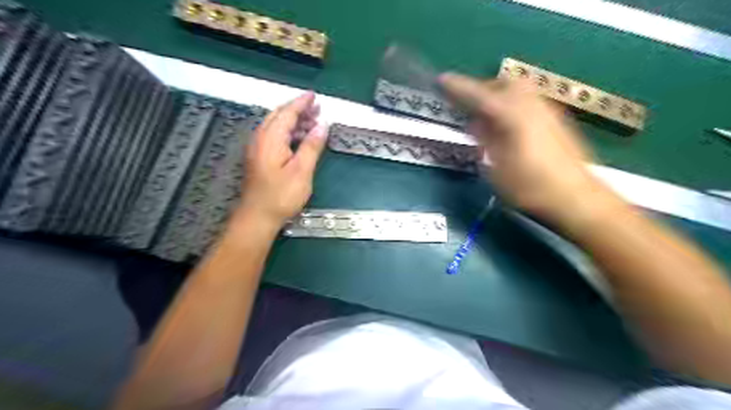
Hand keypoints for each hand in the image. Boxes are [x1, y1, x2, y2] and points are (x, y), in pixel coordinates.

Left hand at [235, 92, 326, 229]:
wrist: (258, 217)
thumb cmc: (281, 196)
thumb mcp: (302, 171)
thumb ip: (312, 146)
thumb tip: (323, 125)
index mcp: (271, 139)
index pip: (287, 113)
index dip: (301, 103)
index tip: (314, 96)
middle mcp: (260, 138)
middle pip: (279, 116)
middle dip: (298, 110)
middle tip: (317, 109)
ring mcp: (258, 148)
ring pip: (276, 125)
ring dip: (294, 121)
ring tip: (312, 123)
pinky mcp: (259, 158)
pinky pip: (274, 136)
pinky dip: (288, 132)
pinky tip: (299, 139)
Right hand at [439, 72, 621, 229]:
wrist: (576, 197)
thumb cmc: (530, 188)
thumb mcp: (497, 169)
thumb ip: (485, 142)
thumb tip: (476, 124)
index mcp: (513, 117)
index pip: (480, 95)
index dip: (459, 87)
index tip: (442, 80)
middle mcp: (531, 106)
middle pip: (504, 82)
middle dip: (484, 89)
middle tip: (470, 107)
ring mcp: (547, 110)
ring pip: (519, 89)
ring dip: (499, 96)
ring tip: (488, 120)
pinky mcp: (557, 119)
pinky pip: (528, 101)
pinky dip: (512, 105)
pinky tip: (508, 128)